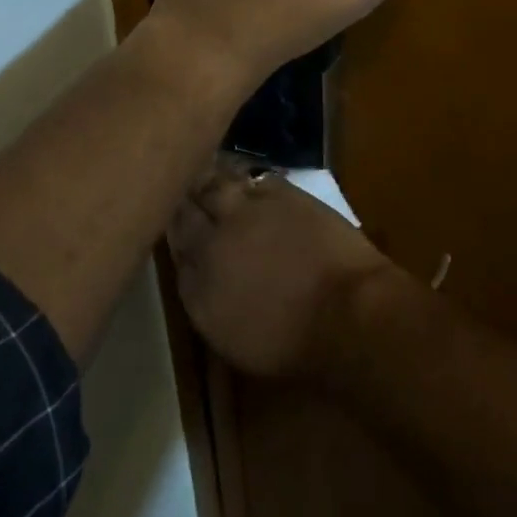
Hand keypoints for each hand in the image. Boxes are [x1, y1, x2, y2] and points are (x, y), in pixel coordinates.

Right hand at [169, 160, 400, 379]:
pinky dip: (243, 178)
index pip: (173, 248)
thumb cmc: (291, 343)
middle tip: (181, 187)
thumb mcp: (231, 337)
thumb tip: (196, 269)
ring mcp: (245, 210)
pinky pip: (251, 177)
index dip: (174, 232)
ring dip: (207, 179)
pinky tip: (243, 178)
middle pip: (187, 209)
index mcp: (197, 286)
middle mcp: (212, 241)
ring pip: (214, 183)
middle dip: (183, 197)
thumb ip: (205, 296)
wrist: (343, 310)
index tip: (172, 223)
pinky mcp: (279, 191)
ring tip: (204, 173)